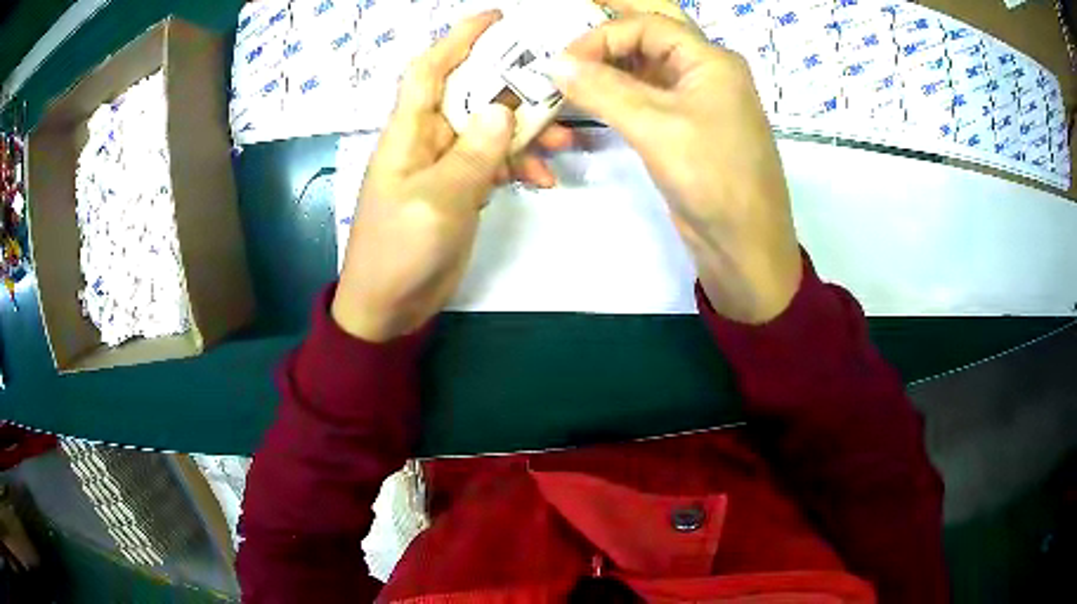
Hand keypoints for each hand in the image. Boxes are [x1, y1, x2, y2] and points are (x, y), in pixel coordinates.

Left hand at [332, 11, 571, 341]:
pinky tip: (544, 181)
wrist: (390, 306)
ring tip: (565, 146)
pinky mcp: (461, 188)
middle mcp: (428, 139)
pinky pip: (495, 163)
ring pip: (491, 129)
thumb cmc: (400, 251)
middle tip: (557, 84)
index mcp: (409, 133)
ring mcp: (446, 165)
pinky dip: (520, 166)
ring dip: (527, 133)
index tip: (495, 18)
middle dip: (513, 87)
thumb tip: (502, 110)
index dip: (458, 39)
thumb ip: (472, 154)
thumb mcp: (438, 200)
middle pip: (471, 94)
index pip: (430, 70)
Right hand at [550, 0, 801, 323]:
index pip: (647, 25)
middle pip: (650, 37)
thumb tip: (553, 64)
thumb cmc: (713, 179)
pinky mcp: (687, 128)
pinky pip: (648, 97)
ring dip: (608, 68)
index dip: (601, 36)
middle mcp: (705, 71)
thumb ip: (603, 90)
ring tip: (567, 77)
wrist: (745, 246)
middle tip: (562, 54)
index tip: (562, 63)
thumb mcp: (655, 127)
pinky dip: (618, 94)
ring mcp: (697, 100)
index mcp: (711, 59)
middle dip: (606, 41)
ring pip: (646, 67)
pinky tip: (590, 100)